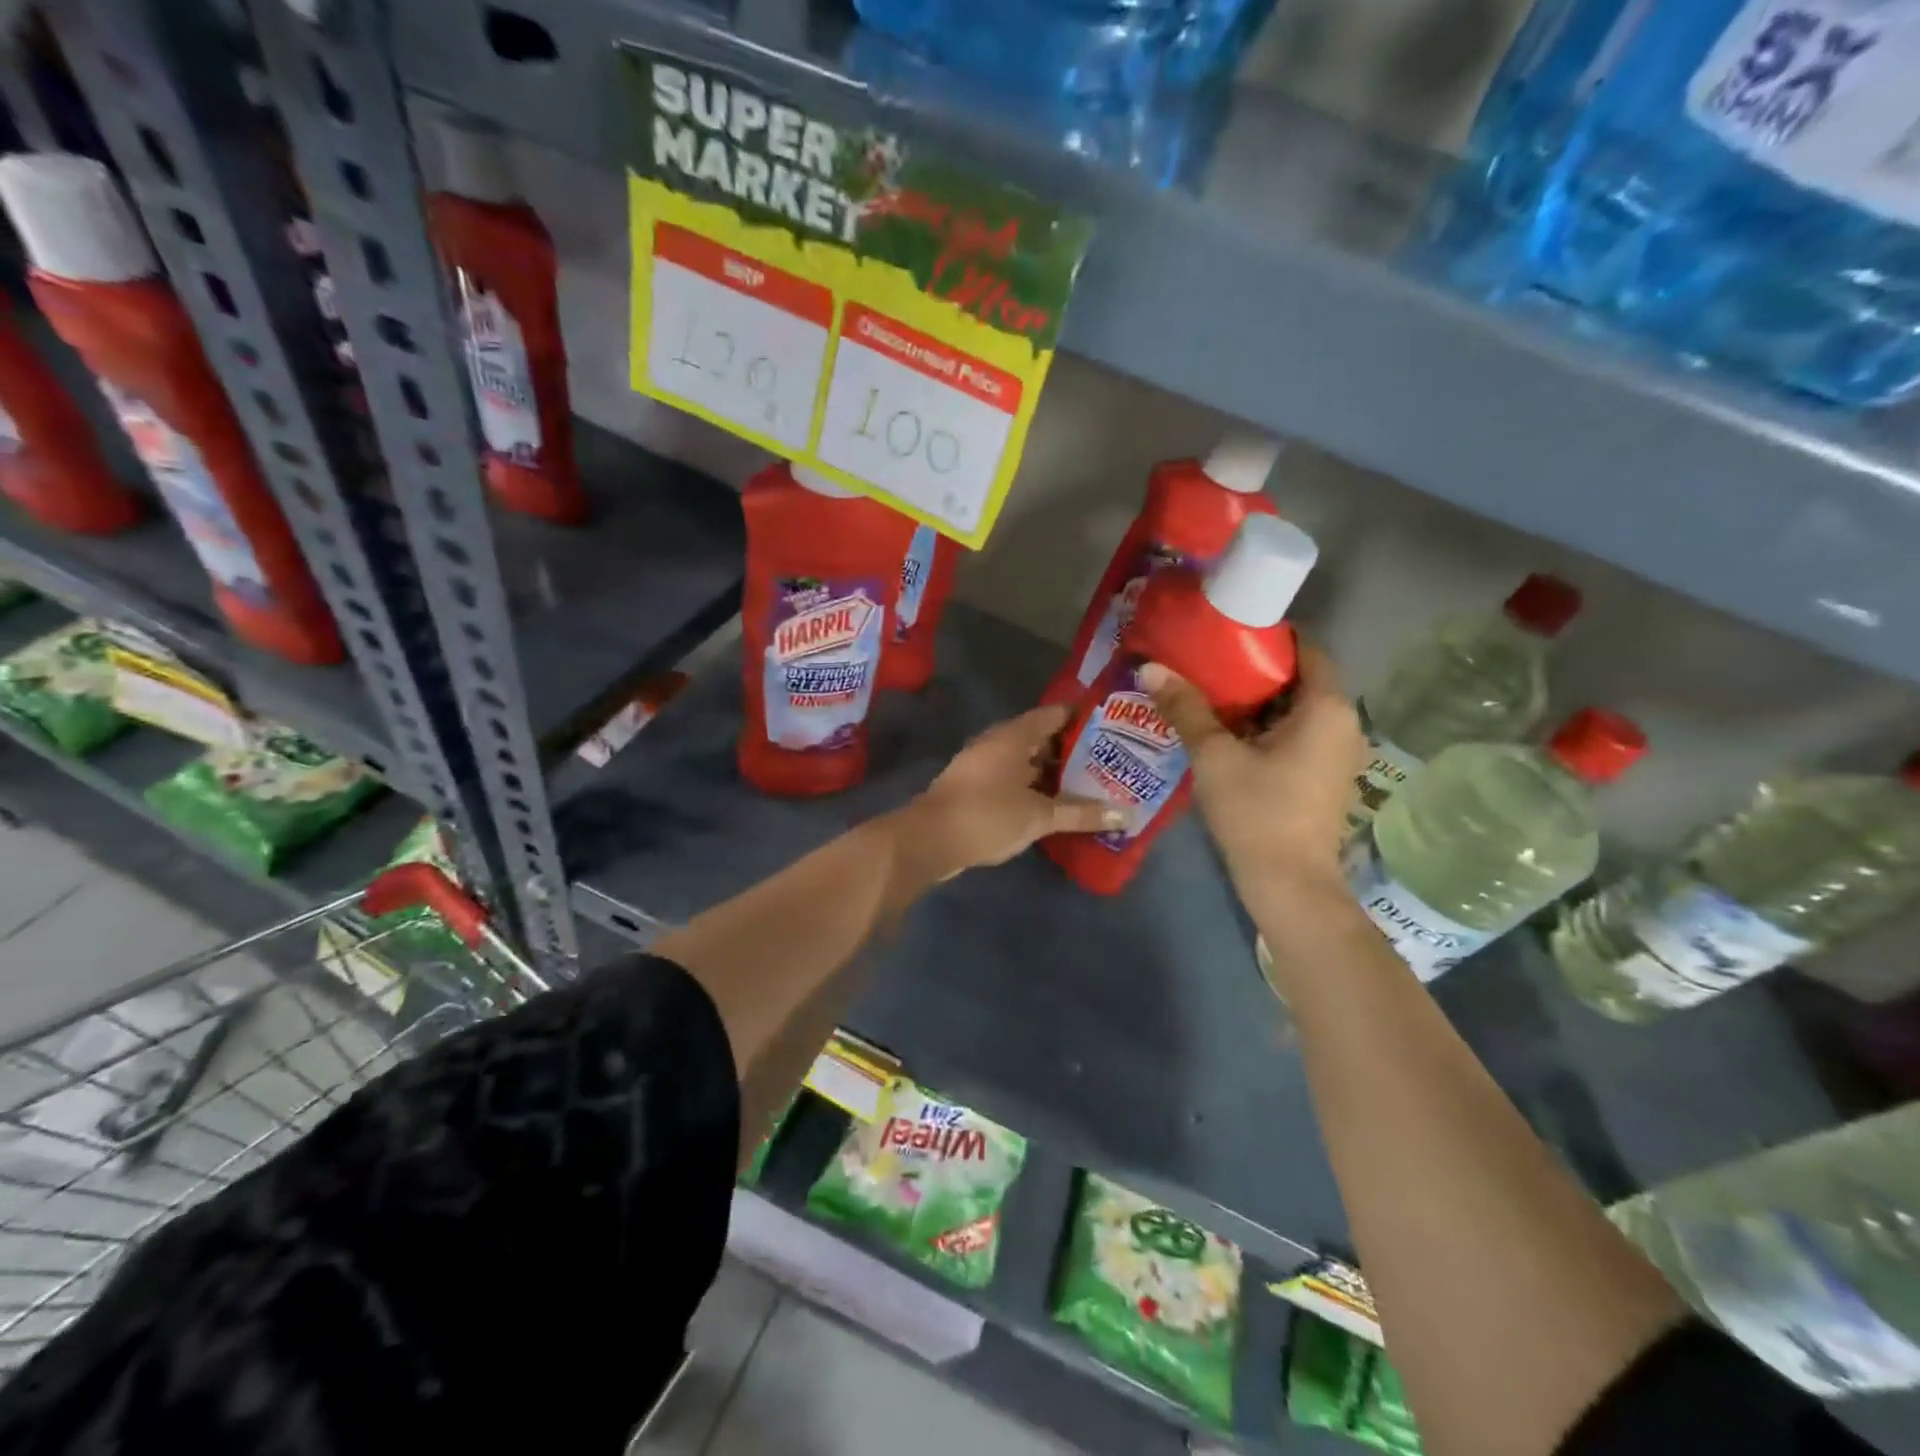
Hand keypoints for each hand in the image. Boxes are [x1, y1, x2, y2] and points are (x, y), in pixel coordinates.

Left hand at [896, 706, 1120, 880]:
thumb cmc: (988, 815)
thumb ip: (1082, 813)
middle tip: (1110, 760)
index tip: (1113, 726)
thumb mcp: (1040, 816)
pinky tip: (1056, 805)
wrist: (929, 839)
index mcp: (1013, 735)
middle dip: (1073, 750)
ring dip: (1054, 773)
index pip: (1055, 714)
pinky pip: (1014, 780)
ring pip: (1027, 762)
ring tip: (1091, 784)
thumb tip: (1126, 815)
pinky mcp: (976, 788)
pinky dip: (1035, 788)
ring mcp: (984, 765)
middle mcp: (998, 743)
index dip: (1083, 717)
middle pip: (1042, 738)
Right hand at [1140, 646, 1363, 910]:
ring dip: (1253, 701)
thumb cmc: (1257, 812)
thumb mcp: (1214, 756)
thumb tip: (1149, 667)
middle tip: (1204, 660)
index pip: (1307, 648)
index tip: (1225, 631)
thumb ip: (1185, 708)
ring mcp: (1335, 753)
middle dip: (1252, 669)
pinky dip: (1262, 726)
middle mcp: (1342, 723)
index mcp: (1326, 708)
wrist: (1288, 885)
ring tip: (1205, 691)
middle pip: (1297, 679)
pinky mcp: (1321, 776)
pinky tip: (1222, 730)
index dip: (1267, 636)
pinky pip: (1293, 734)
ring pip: (1293, 709)